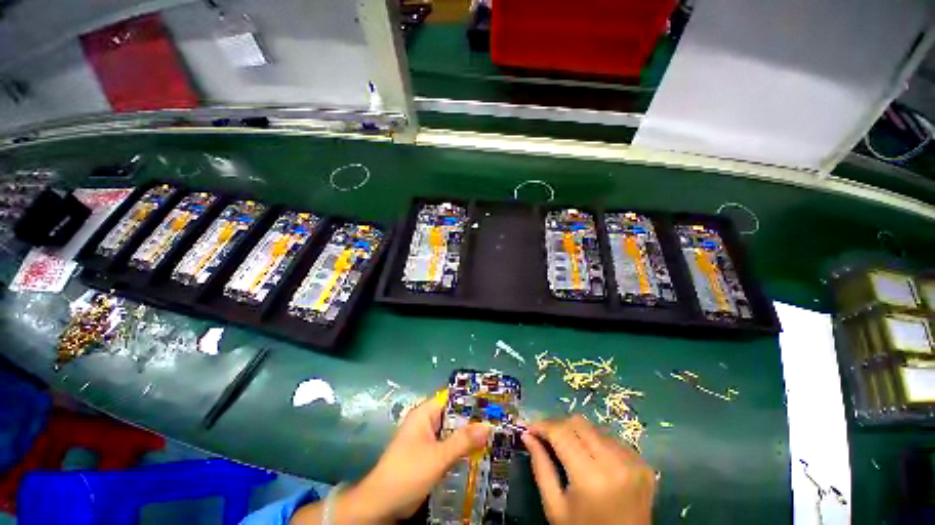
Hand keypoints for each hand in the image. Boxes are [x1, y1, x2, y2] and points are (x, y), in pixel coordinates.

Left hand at [292, 396, 490, 524]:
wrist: (381, 504)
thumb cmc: (407, 473)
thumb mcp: (438, 456)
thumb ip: (463, 441)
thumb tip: (488, 425)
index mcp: (424, 414)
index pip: (451, 398)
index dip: (470, 399)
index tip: (491, 402)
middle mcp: (425, 422)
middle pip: (452, 415)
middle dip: (472, 419)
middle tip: (496, 421)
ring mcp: (426, 439)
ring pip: (451, 432)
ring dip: (467, 435)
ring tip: (492, 435)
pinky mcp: (427, 455)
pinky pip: (447, 446)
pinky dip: (460, 448)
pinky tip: (476, 453)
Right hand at [521, 415, 653, 524]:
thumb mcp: (555, 507)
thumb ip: (540, 467)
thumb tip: (527, 435)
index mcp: (590, 478)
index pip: (561, 432)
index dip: (542, 425)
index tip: (529, 428)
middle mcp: (615, 464)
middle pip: (578, 423)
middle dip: (558, 425)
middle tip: (547, 437)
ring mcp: (633, 463)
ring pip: (594, 428)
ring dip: (577, 434)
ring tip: (569, 449)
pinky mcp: (643, 464)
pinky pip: (612, 439)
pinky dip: (596, 443)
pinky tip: (592, 458)